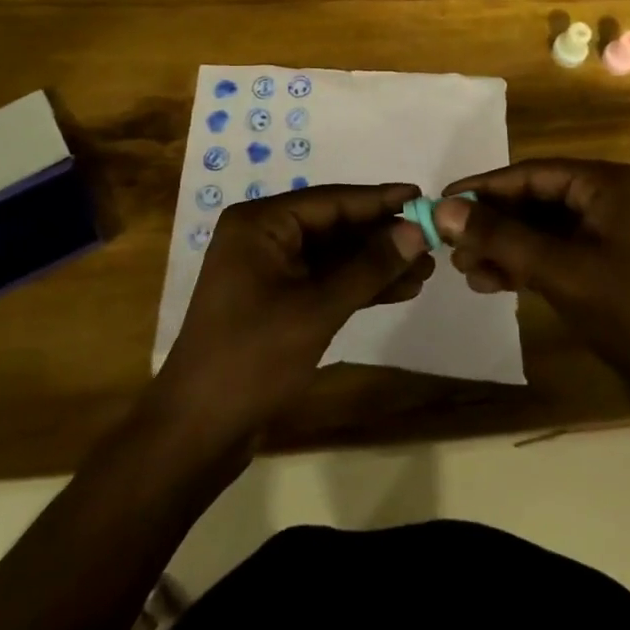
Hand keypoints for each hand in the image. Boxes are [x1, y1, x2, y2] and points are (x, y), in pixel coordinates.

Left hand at [152, 184, 432, 445]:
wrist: (198, 432)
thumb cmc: (252, 359)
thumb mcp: (317, 309)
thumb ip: (368, 267)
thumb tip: (415, 231)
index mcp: (260, 224)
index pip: (331, 200)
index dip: (379, 200)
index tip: (421, 196)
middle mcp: (263, 237)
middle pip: (333, 226)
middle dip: (381, 236)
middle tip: (432, 240)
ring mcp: (268, 270)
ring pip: (333, 256)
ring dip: (375, 263)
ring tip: (426, 269)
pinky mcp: (276, 301)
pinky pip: (324, 281)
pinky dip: (358, 286)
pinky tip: (398, 290)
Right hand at [433, 159, 629, 413]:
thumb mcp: (559, 270)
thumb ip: (500, 237)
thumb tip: (442, 209)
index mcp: (608, 184)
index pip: (532, 173)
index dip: (484, 187)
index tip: (441, 201)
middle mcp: (609, 200)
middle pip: (536, 200)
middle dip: (493, 223)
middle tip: (450, 246)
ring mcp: (610, 236)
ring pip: (542, 231)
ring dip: (504, 247)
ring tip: (465, 271)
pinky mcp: (607, 269)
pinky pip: (556, 255)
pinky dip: (525, 266)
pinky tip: (492, 284)